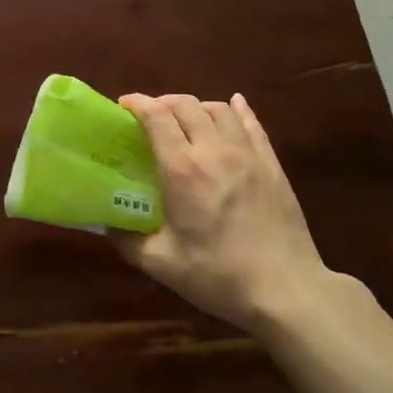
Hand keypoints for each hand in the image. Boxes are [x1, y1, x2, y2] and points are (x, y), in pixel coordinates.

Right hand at [115, 92, 342, 334]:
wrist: (286, 290)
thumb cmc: (218, 276)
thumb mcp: (162, 264)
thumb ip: (127, 241)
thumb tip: (105, 225)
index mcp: (182, 169)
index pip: (156, 116)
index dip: (137, 103)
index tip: (123, 107)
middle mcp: (213, 150)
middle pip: (185, 104)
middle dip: (163, 102)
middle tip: (150, 118)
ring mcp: (247, 153)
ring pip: (218, 108)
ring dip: (196, 107)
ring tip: (186, 120)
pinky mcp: (271, 163)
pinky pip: (252, 123)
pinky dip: (237, 109)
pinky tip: (234, 106)